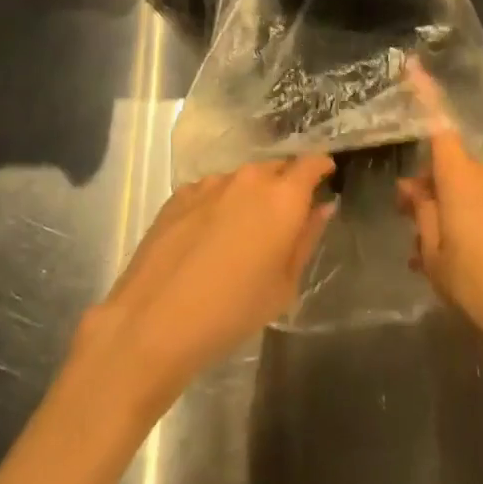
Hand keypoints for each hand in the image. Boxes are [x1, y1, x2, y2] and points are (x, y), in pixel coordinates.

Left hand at [75, 156, 334, 411]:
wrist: (155, 320)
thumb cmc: (233, 310)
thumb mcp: (283, 285)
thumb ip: (306, 238)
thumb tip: (322, 206)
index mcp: (283, 197)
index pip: (311, 163)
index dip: (321, 167)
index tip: (326, 177)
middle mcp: (249, 178)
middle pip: (276, 167)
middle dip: (285, 183)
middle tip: (285, 216)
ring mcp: (210, 183)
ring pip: (241, 179)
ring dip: (249, 195)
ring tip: (243, 231)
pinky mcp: (180, 194)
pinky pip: (211, 190)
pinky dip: (218, 204)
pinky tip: (208, 237)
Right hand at [396, 60, 482, 370]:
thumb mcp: (436, 256)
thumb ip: (422, 216)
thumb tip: (413, 189)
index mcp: (460, 176)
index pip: (437, 123)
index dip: (424, 92)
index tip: (412, 63)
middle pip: (448, 164)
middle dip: (426, 185)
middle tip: (408, 221)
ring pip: (466, 190)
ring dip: (446, 211)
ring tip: (429, 256)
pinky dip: (467, 223)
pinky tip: (458, 262)